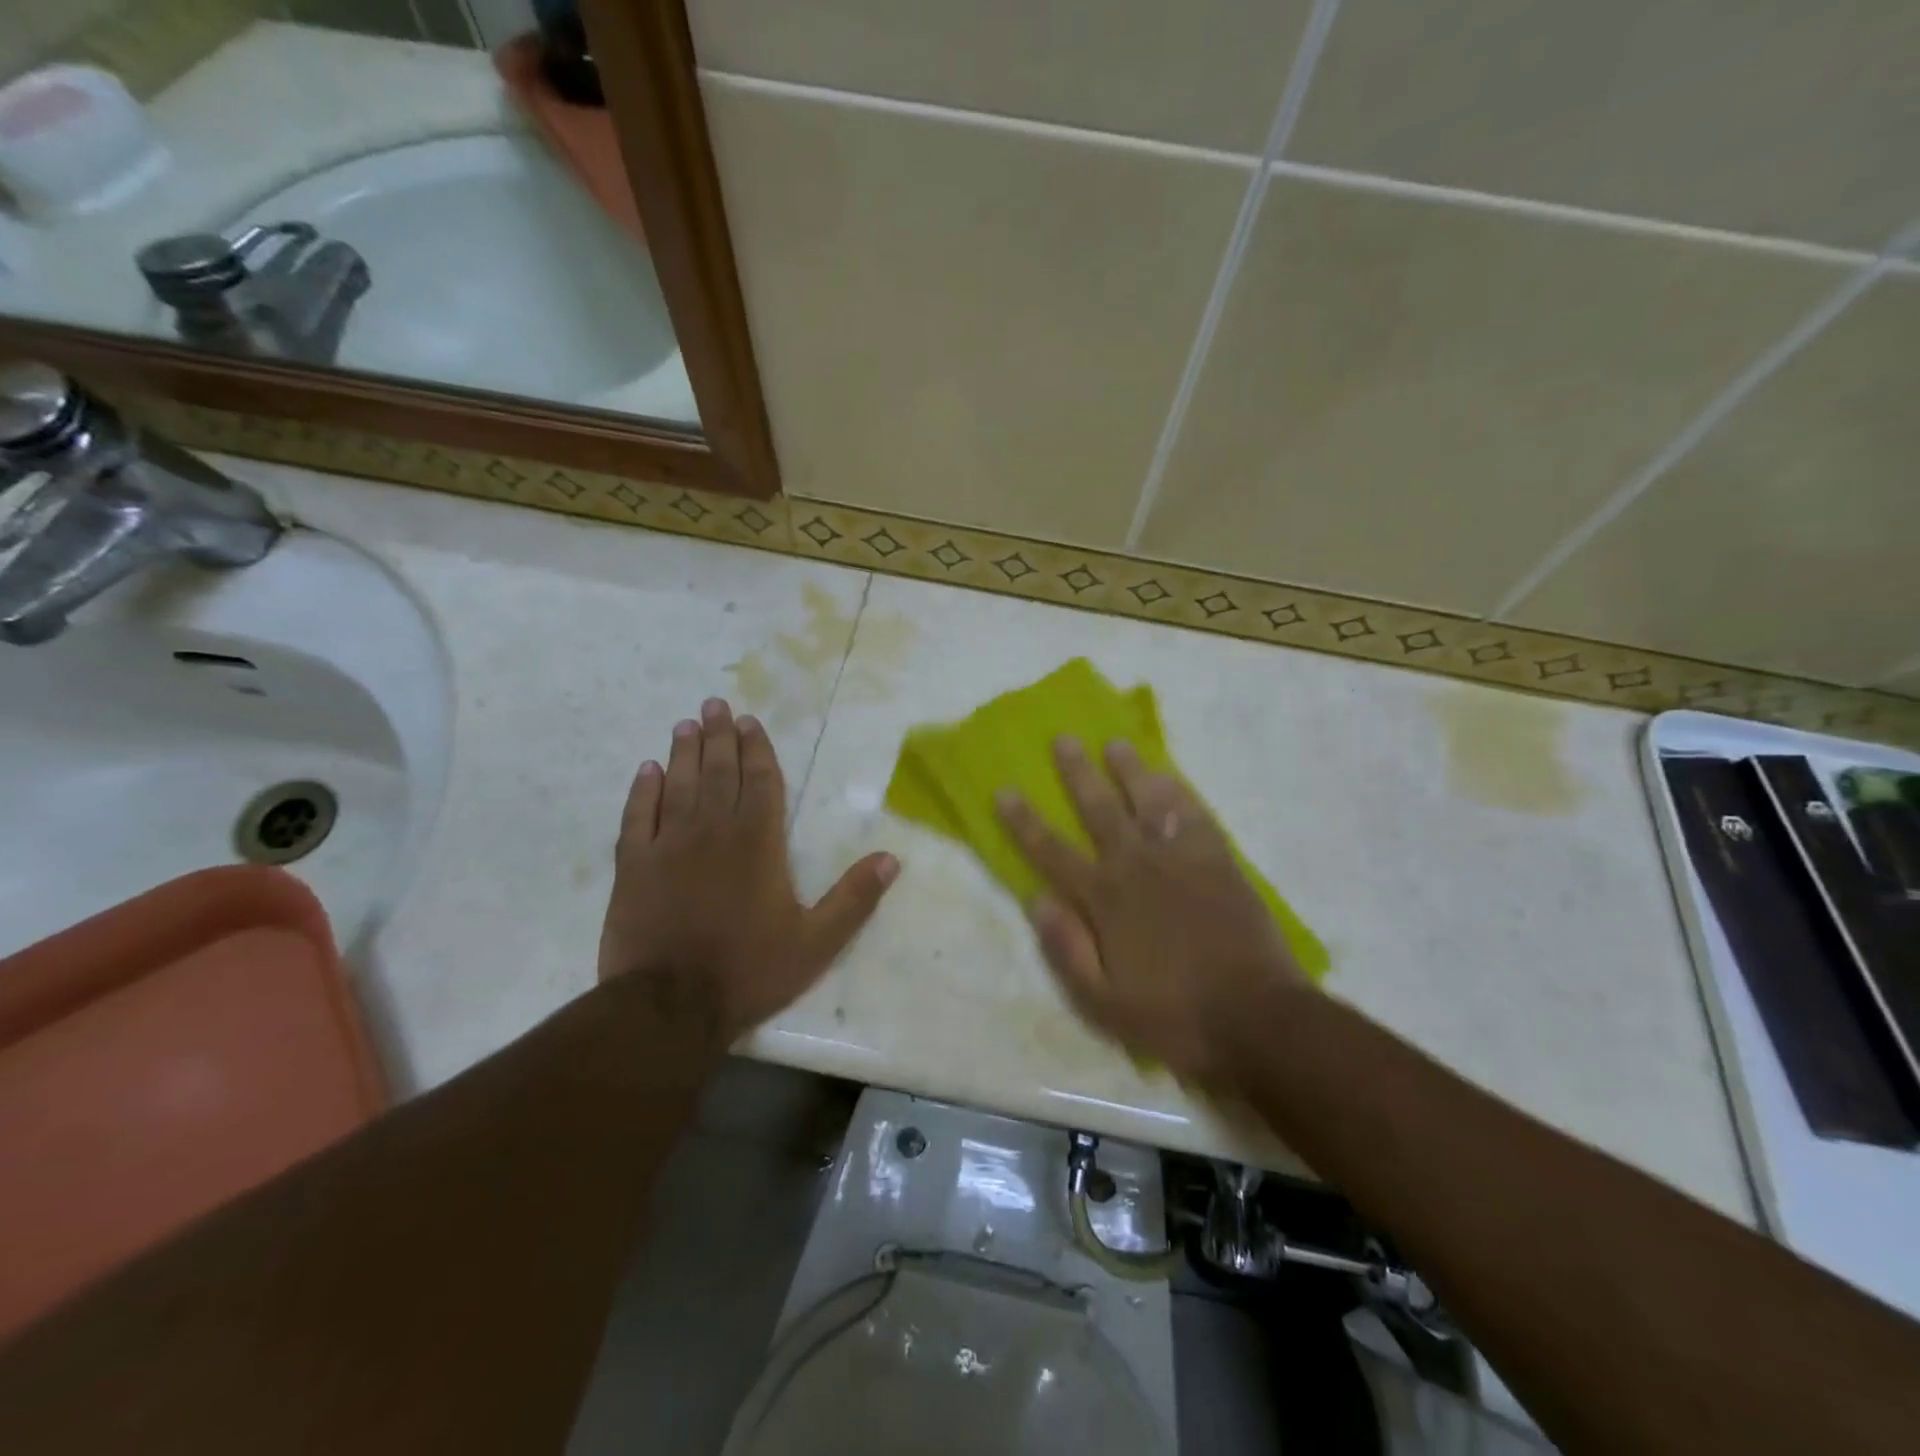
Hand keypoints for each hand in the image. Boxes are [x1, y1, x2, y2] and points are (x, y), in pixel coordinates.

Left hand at [598, 697, 898, 1043]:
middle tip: (715, 705)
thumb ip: (854, 898)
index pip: (760, 783)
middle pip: (718, 773)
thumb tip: (892, 858)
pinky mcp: (632, 867)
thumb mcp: (816, 942)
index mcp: (758, 843)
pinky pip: (636, 817)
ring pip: (678, 785)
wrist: (670, 1005)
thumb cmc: (749, 970)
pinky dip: (641, 791)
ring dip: (684, 752)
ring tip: (686, 724)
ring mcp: (668, 846)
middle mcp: (713, 832)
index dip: (756, 750)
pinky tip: (646, 770)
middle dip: (720, 737)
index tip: (749, 722)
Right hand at [996, 737, 1305, 1087]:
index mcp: (1104, 900)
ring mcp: (1181, 859)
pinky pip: (1195, 815)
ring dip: (1130, 770)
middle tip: (1063, 738)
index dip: (1024, 820)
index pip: (1052, 851)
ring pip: (1149, 800)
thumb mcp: (1102, 1003)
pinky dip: (1180, 792)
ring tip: (1116, 743)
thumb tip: (1036, 899)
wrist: (1256, 1018)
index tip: (1004, 790)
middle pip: (1099, 809)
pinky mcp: (1219, 861)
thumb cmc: (1173, 1016)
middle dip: (1077, 773)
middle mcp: (1136, 866)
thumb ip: (1066, 949)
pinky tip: (1170, 776)